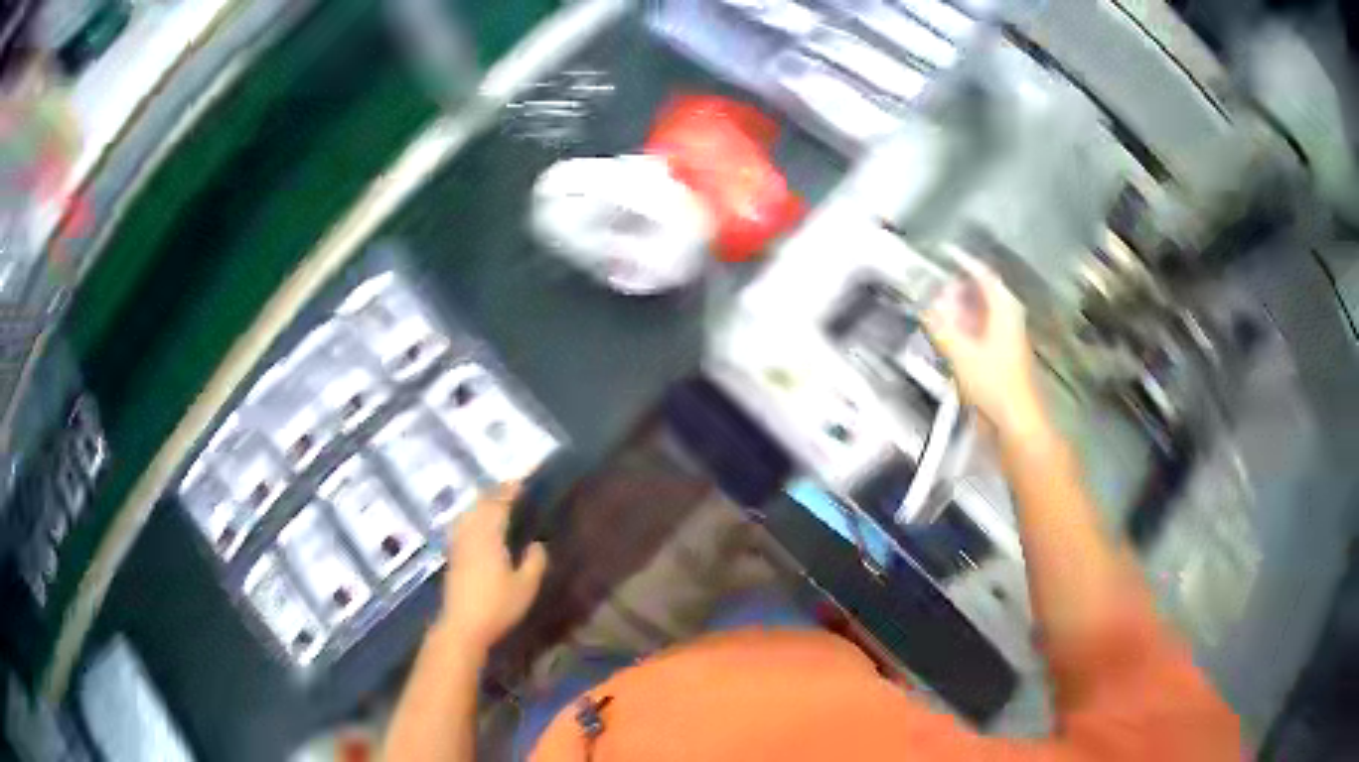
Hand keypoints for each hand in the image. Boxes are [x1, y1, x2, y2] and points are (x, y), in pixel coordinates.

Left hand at [437, 483, 548, 653]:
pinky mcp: (453, 557)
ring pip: (468, 515)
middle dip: (494, 494)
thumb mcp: (526, 587)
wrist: (462, 626)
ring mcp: (458, 545)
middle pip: (479, 506)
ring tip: (495, 503)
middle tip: (510, 489)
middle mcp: (470, 535)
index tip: (521, 483)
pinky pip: (462, 526)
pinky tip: (477, 525)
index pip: (498, 505)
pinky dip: (472, 517)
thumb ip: (535, 562)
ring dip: (481, 505)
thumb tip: (537, 543)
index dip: (509, 492)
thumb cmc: (497, 606)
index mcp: (488, 537)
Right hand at [924, 256, 1043, 438]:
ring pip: (981, 313)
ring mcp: (1005, 338)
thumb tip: (926, 305)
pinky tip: (948, 334)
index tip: (945, 252)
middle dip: (958, 287)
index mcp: (1004, 310)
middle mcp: (1007, 318)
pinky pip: (979, 331)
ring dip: (959, 308)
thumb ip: (941, 327)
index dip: (964, 262)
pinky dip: (963, 326)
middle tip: (934, 284)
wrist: (1015, 421)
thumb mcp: (961, 353)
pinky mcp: (1000, 357)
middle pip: (983, 293)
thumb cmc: (993, 383)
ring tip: (936, 306)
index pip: (984, 275)